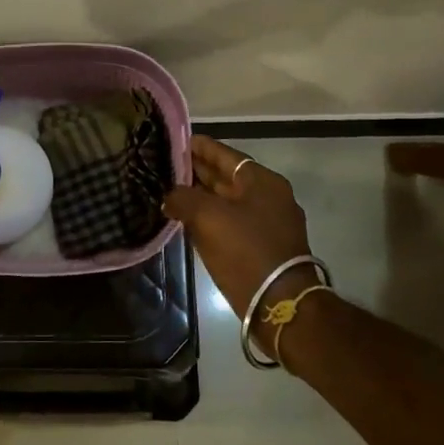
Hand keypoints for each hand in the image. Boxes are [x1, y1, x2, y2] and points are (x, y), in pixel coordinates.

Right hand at [163, 136, 312, 318]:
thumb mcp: (208, 217)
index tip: (174, 142)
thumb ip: (183, 198)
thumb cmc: (246, 250)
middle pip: (226, 176)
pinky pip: (230, 223)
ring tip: (169, 191)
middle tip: (164, 166)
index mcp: (262, 181)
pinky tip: (187, 221)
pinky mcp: (262, 247)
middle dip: (197, 172)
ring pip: (227, 201)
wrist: (279, 303)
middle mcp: (268, 197)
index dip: (198, 147)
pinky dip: (209, 218)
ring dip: (201, 197)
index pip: (225, 154)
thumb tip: (169, 197)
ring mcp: (268, 223)